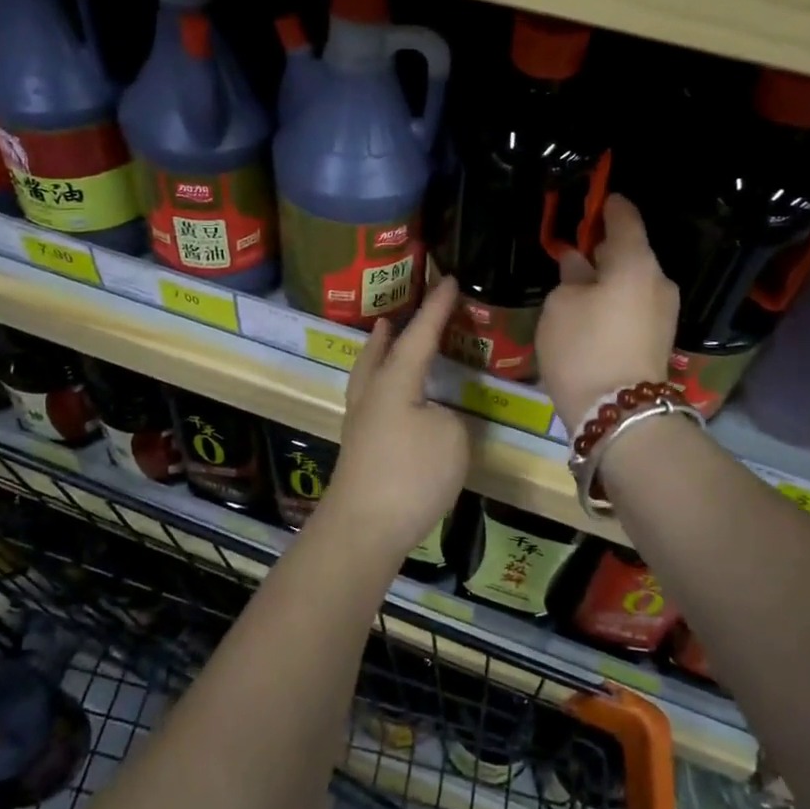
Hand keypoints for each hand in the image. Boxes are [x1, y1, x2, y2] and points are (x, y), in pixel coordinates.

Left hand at [320, 277, 469, 559]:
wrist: (363, 528)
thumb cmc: (410, 475)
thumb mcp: (451, 437)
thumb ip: (447, 416)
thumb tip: (432, 415)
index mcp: (394, 381)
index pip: (420, 335)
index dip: (437, 308)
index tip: (449, 280)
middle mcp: (371, 395)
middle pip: (377, 352)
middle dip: (390, 332)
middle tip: (395, 315)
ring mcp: (360, 423)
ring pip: (366, 377)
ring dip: (378, 356)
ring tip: (386, 345)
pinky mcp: (358, 450)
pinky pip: (370, 401)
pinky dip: (380, 386)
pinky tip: (392, 401)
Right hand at [536, 194, 678, 421]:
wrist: (619, 413)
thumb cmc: (583, 347)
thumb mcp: (561, 306)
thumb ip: (571, 277)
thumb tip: (579, 263)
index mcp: (635, 262)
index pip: (625, 219)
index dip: (609, 207)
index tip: (598, 200)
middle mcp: (658, 281)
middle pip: (632, 253)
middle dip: (606, 249)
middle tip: (578, 248)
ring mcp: (664, 313)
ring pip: (633, 282)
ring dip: (610, 279)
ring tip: (580, 282)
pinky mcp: (659, 340)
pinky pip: (635, 306)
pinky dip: (616, 301)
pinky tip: (593, 310)